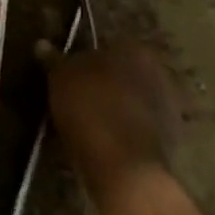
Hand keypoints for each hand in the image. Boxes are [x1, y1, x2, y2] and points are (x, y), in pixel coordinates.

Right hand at [37, 40, 178, 199]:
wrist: (125, 170)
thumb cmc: (91, 110)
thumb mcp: (61, 79)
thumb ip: (54, 59)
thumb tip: (42, 44)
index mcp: (135, 49)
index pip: (107, 44)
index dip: (86, 58)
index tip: (70, 73)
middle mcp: (159, 71)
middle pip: (124, 71)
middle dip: (106, 81)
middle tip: (78, 95)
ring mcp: (170, 108)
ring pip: (134, 99)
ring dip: (118, 106)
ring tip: (89, 121)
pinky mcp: (172, 140)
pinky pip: (141, 126)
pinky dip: (127, 130)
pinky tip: (106, 141)